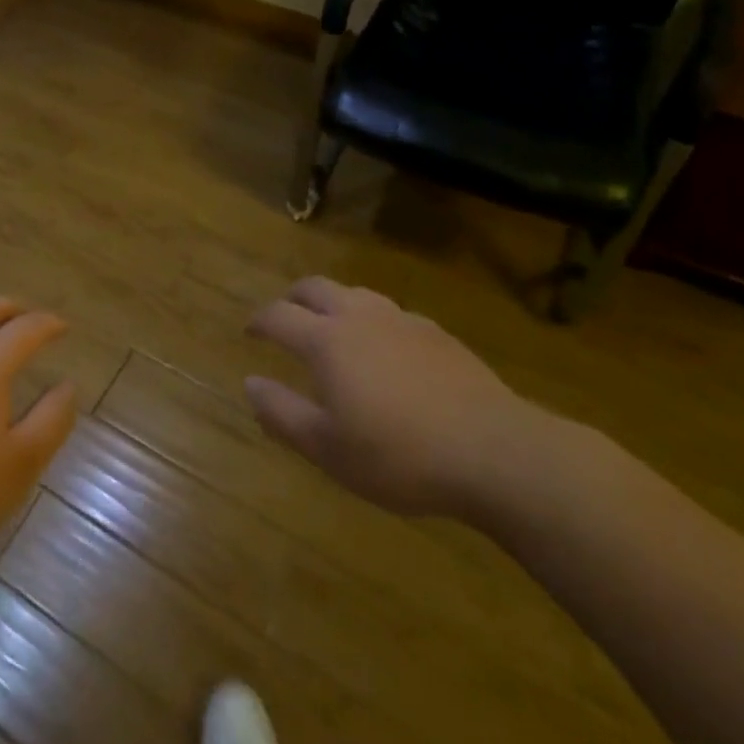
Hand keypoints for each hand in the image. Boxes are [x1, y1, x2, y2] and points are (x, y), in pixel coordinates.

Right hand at [244, 276, 548, 523]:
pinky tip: (385, 351)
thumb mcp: (328, 449)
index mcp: (327, 341)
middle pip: (314, 288)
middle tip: (284, 318)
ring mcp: (401, 320)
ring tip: (332, 329)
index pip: (278, 316)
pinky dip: (372, 321)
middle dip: (292, 298)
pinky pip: (391, 313)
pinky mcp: (436, 333)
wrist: (494, 452)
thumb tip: (250, 383)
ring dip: (333, 303)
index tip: (249, 332)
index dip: (258, 321)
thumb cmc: (399, 456)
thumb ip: (282, 413)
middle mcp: (359, 317)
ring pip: (355, 294)